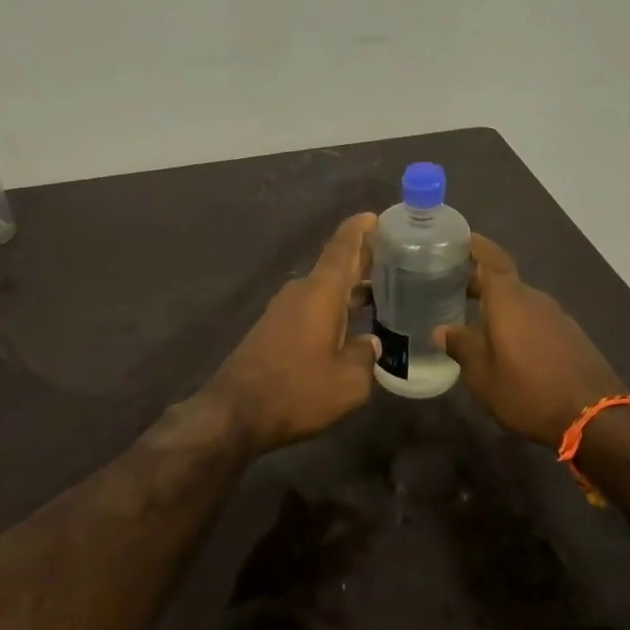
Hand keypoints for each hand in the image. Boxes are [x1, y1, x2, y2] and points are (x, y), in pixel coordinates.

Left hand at [203, 213, 381, 454]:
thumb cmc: (296, 391)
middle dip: (363, 261)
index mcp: (320, 293)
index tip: (376, 216)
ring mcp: (283, 310)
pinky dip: (334, 308)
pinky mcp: (273, 329)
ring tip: (381, 294)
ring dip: (349, 289)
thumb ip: (366, 357)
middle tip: (395, 259)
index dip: (360, 230)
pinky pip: (311, 308)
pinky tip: (351, 326)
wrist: (234, 413)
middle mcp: (301, 292)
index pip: (342, 248)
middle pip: (335, 267)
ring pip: (324, 290)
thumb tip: (372, 344)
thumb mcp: (348, 383)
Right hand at [437, 234, 627, 449]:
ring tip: (475, 321)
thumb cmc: (527, 390)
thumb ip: (462, 346)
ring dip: (499, 307)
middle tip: (451, 287)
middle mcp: (534, 300)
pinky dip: (517, 323)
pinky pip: (536, 320)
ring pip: (521, 303)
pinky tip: (507, 345)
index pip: (491, 258)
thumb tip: (441, 331)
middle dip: (479, 282)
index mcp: (509, 299)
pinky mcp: (571, 338)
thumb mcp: (483, 374)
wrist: (594, 416)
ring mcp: (557, 318)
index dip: (476, 245)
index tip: (460, 237)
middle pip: (504, 281)